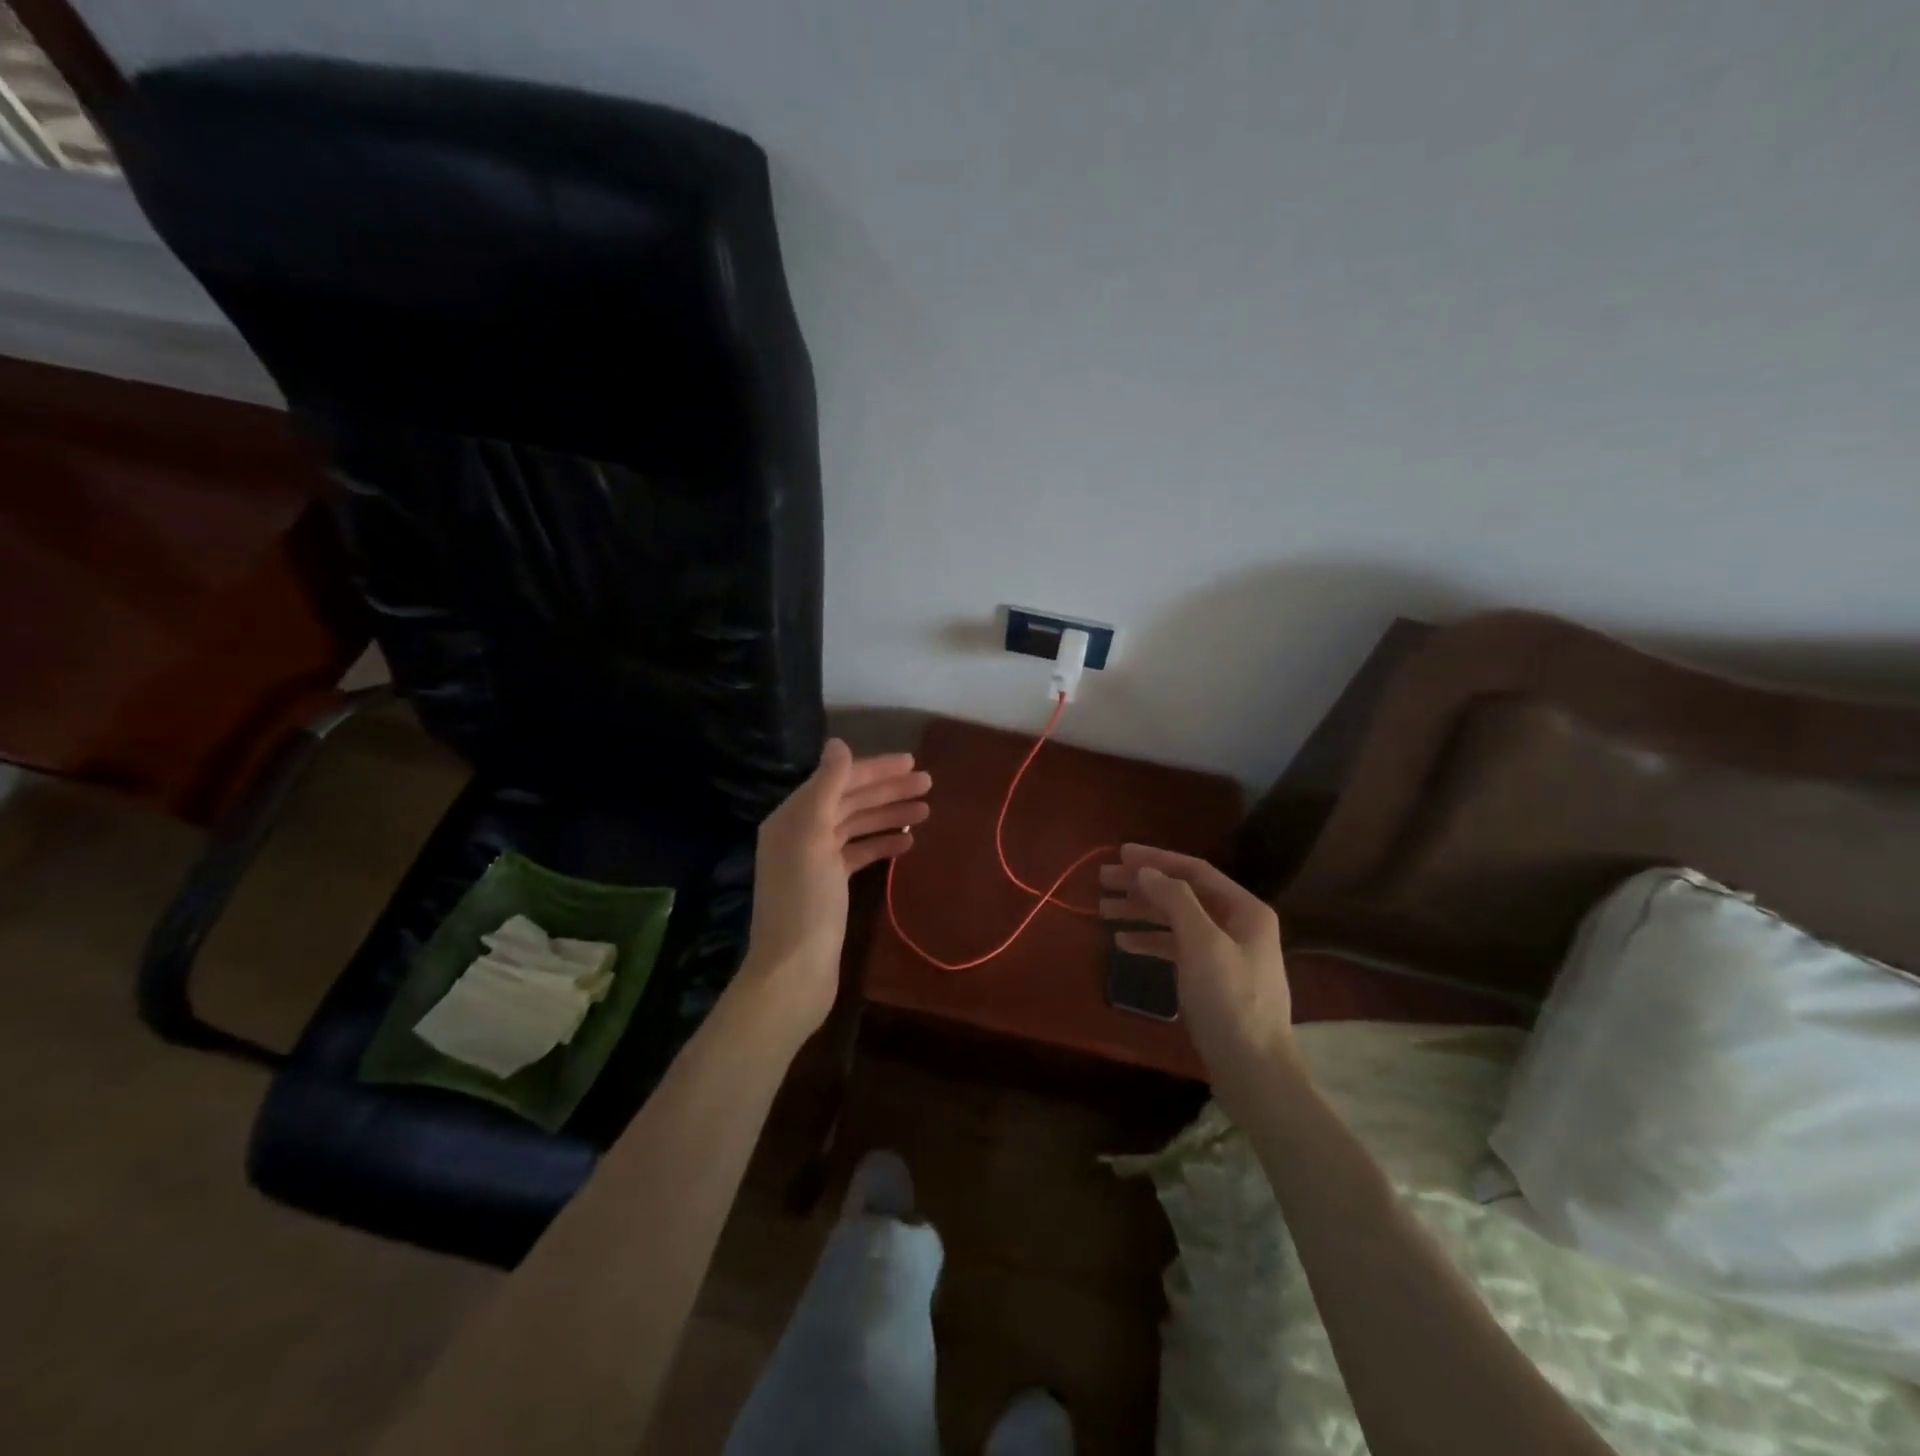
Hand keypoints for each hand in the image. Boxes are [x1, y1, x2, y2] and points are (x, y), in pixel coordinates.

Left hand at [741, 740, 931, 1039]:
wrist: (794, 971)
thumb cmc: (804, 900)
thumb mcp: (812, 836)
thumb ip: (826, 787)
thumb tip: (838, 743)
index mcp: (793, 816)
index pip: (838, 780)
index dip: (875, 769)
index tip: (912, 762)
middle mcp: (801, 833)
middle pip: (849, 801)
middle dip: (888, 790)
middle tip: (929, 783)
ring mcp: (815, 860)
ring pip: (857, 826)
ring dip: (889, 815)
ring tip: (926, 810)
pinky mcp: (829, 886)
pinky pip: (858, 853)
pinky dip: (882, 844)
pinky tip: (908, 843)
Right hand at [1099, 844, 1296, 1116]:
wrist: (1255, 1072)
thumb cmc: (1230, 1002)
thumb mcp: (1202, 945)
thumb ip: (1175, 901)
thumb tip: (1146, 871)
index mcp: (1245, 910)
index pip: (1194, 871)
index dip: (1156, 860)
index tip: (1119, 854)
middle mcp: (1237, 924)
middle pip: (1182, 894)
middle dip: (1142, 885)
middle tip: (1102, 880)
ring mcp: (1225, 952)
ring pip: (1176, 920)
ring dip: (1141, 912)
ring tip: (1103, 909)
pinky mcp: (1212, 979)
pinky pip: (1176, 947)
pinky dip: (1150, 941)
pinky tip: (1123, 943)